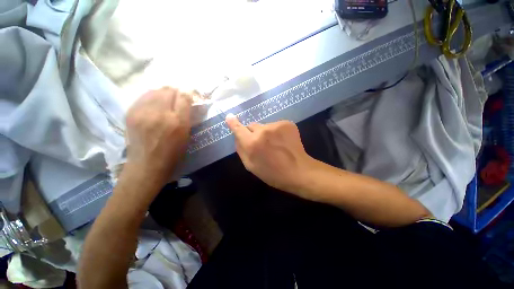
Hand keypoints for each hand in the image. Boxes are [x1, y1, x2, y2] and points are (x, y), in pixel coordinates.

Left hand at [125, 87, 192, 185]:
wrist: (146, 165)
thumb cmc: (173, 154)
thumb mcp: (186, 136)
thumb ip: (188, 117)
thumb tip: (188, 102)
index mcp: (177, 122)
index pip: (184, 97)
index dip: (188, 94)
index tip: (189, 97)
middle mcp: (159, 113)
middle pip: (168, 90)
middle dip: (175, 92)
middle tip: (177, 99)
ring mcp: (142, 112)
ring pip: (155, 91)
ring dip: (163, 93)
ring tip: (165, 101)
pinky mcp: (130, 113)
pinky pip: (143, 97)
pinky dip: (151, 97)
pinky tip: (153, 105)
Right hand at [225, 114, 314, 192]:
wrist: (299, 171)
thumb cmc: (272, 173)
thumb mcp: (251, 166)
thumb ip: (241, 149)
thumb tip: (237, 137)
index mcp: (252, 143)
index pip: (239, 128)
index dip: (233, 123)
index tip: (229, 117)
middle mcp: (263, 130)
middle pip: (252, 126)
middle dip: (253, 133)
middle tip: (261, 145)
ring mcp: (276, 125)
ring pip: (264, 126)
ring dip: (266, 133)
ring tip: (274, 145)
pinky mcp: (287, 123)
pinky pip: (275, 125)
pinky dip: (276, 132)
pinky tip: (282, 142)